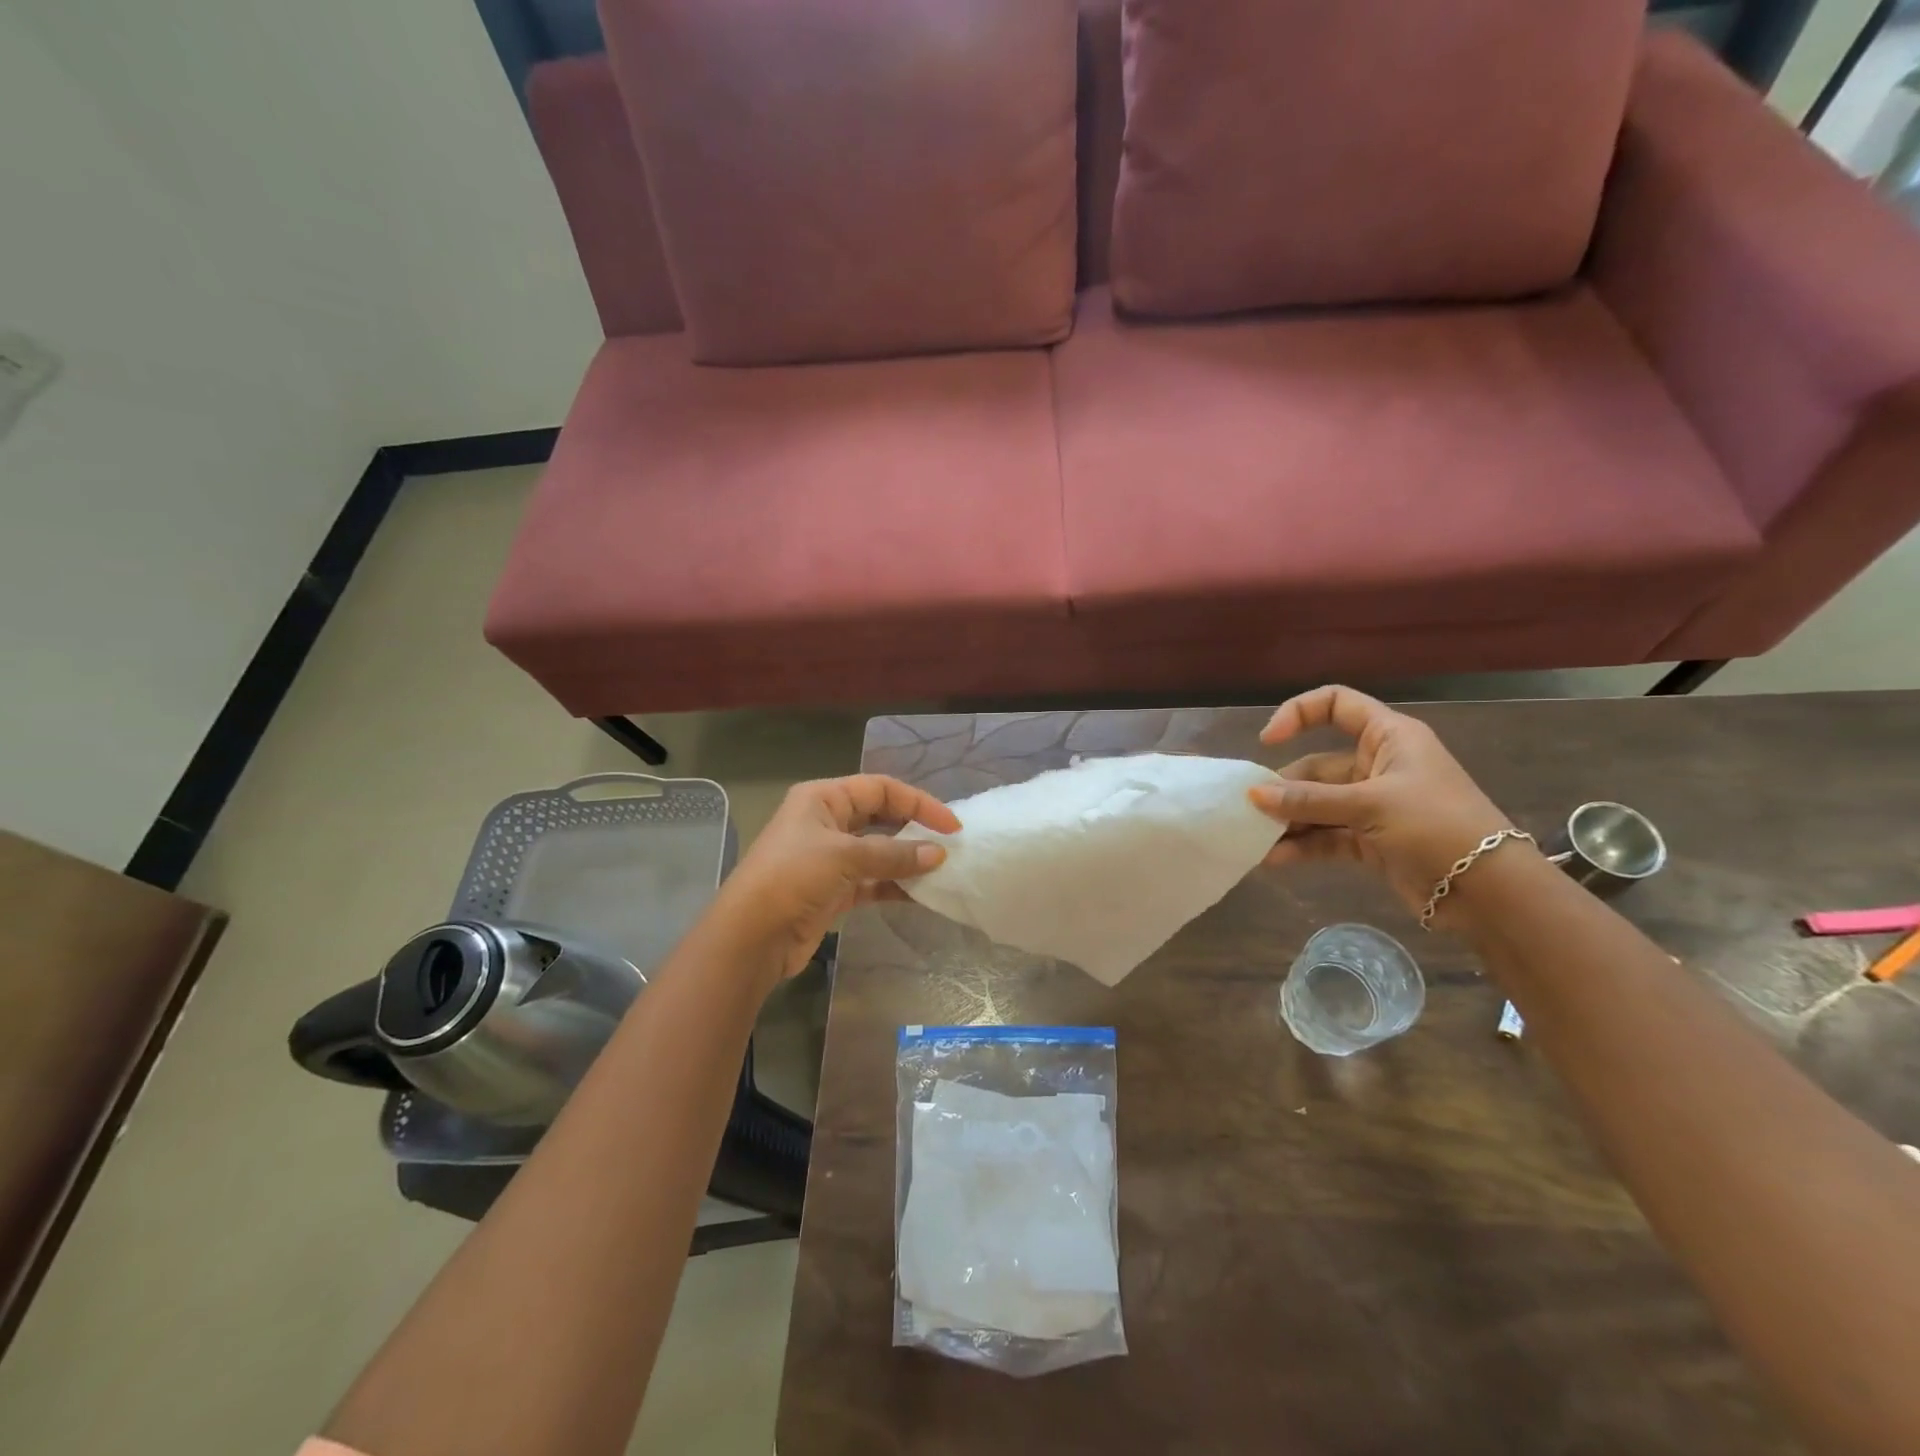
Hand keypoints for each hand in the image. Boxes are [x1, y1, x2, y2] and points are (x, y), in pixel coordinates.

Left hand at [707, 775, 959, 987]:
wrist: (751, 937)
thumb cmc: (792, 878)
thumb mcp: (845, 857)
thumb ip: (894, 854)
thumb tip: (938, 855)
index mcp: (823, 798)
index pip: (880, 788)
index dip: (918, 802)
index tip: (951, 824)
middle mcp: (826, 822)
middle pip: (880, 817)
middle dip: (914, 829)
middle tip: (949, 846)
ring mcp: (829, 858)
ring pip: (879, 851)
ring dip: (907, 860)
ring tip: (941, 871)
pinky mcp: (832, 891)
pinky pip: (872, 881)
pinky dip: (894, 885)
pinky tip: (920, 894)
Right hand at [1248, 685, 1511, 920]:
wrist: (1490, 893)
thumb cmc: (1437, 827)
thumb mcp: (1371, 805)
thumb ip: (1310, 801)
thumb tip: (1253, 795)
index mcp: (1388, 738)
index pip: (1337, 705)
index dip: (1299, 714)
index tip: (1268, 741)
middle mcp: (1378, 765)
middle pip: (1317, 765)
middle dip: (1284, 787)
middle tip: (1252, 810)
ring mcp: (1372, 805)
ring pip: (1317, 805)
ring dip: (1288, 820)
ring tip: (1256, 839)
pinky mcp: (1369, 841)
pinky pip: (1326, 836)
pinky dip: (1302, 846)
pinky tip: (1275, 859)